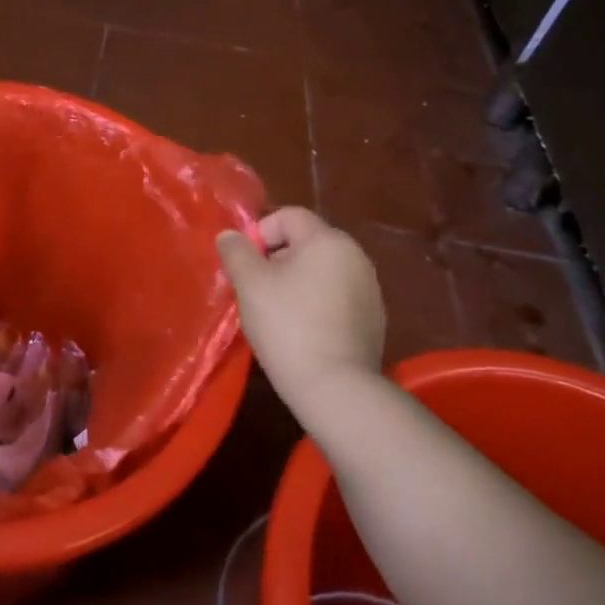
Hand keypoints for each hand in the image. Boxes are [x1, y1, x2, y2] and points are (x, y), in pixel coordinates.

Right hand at [216, 207, 385, 423]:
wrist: (336, 387)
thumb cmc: (287, 326)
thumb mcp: (250, 284)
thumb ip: (236, 251)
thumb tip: (230, 235)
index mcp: (328, 240)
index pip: (288, 216)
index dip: (260, 233)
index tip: (246, 265)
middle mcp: (355, 256)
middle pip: (306, 242)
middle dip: (276, 259)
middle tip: (256, 290)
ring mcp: (369, 288)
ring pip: (321, 270)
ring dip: (296, 282)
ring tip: (277, 313)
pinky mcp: (374, 318)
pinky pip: (337, 296)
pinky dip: (317, 303)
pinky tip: (303, 331)